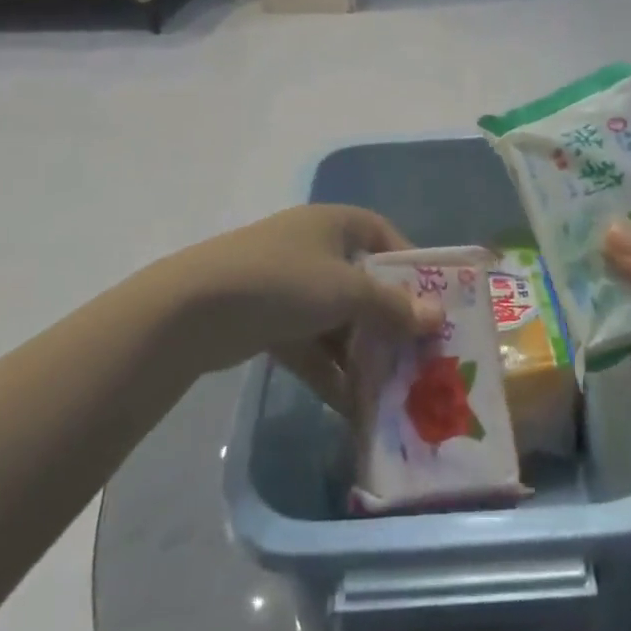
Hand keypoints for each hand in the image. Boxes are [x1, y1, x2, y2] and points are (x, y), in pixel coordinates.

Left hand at [160, 205, 440, 409]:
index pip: (382, 234)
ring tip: (392, 389)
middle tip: (417, 353)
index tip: (432, 298)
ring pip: (337, 319)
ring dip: (360, 353)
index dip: (409, 263)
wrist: (195, 309)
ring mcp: (287, 285)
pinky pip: (310, 345)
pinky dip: (329, 371)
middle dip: (388, 319)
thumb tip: (436, 317)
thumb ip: (392, 307)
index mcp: (333, 224)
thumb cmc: (284, 281)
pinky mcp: (267, 321)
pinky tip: (352, 407)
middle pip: (361, 282)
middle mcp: (312, 247)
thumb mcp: (347, 291)